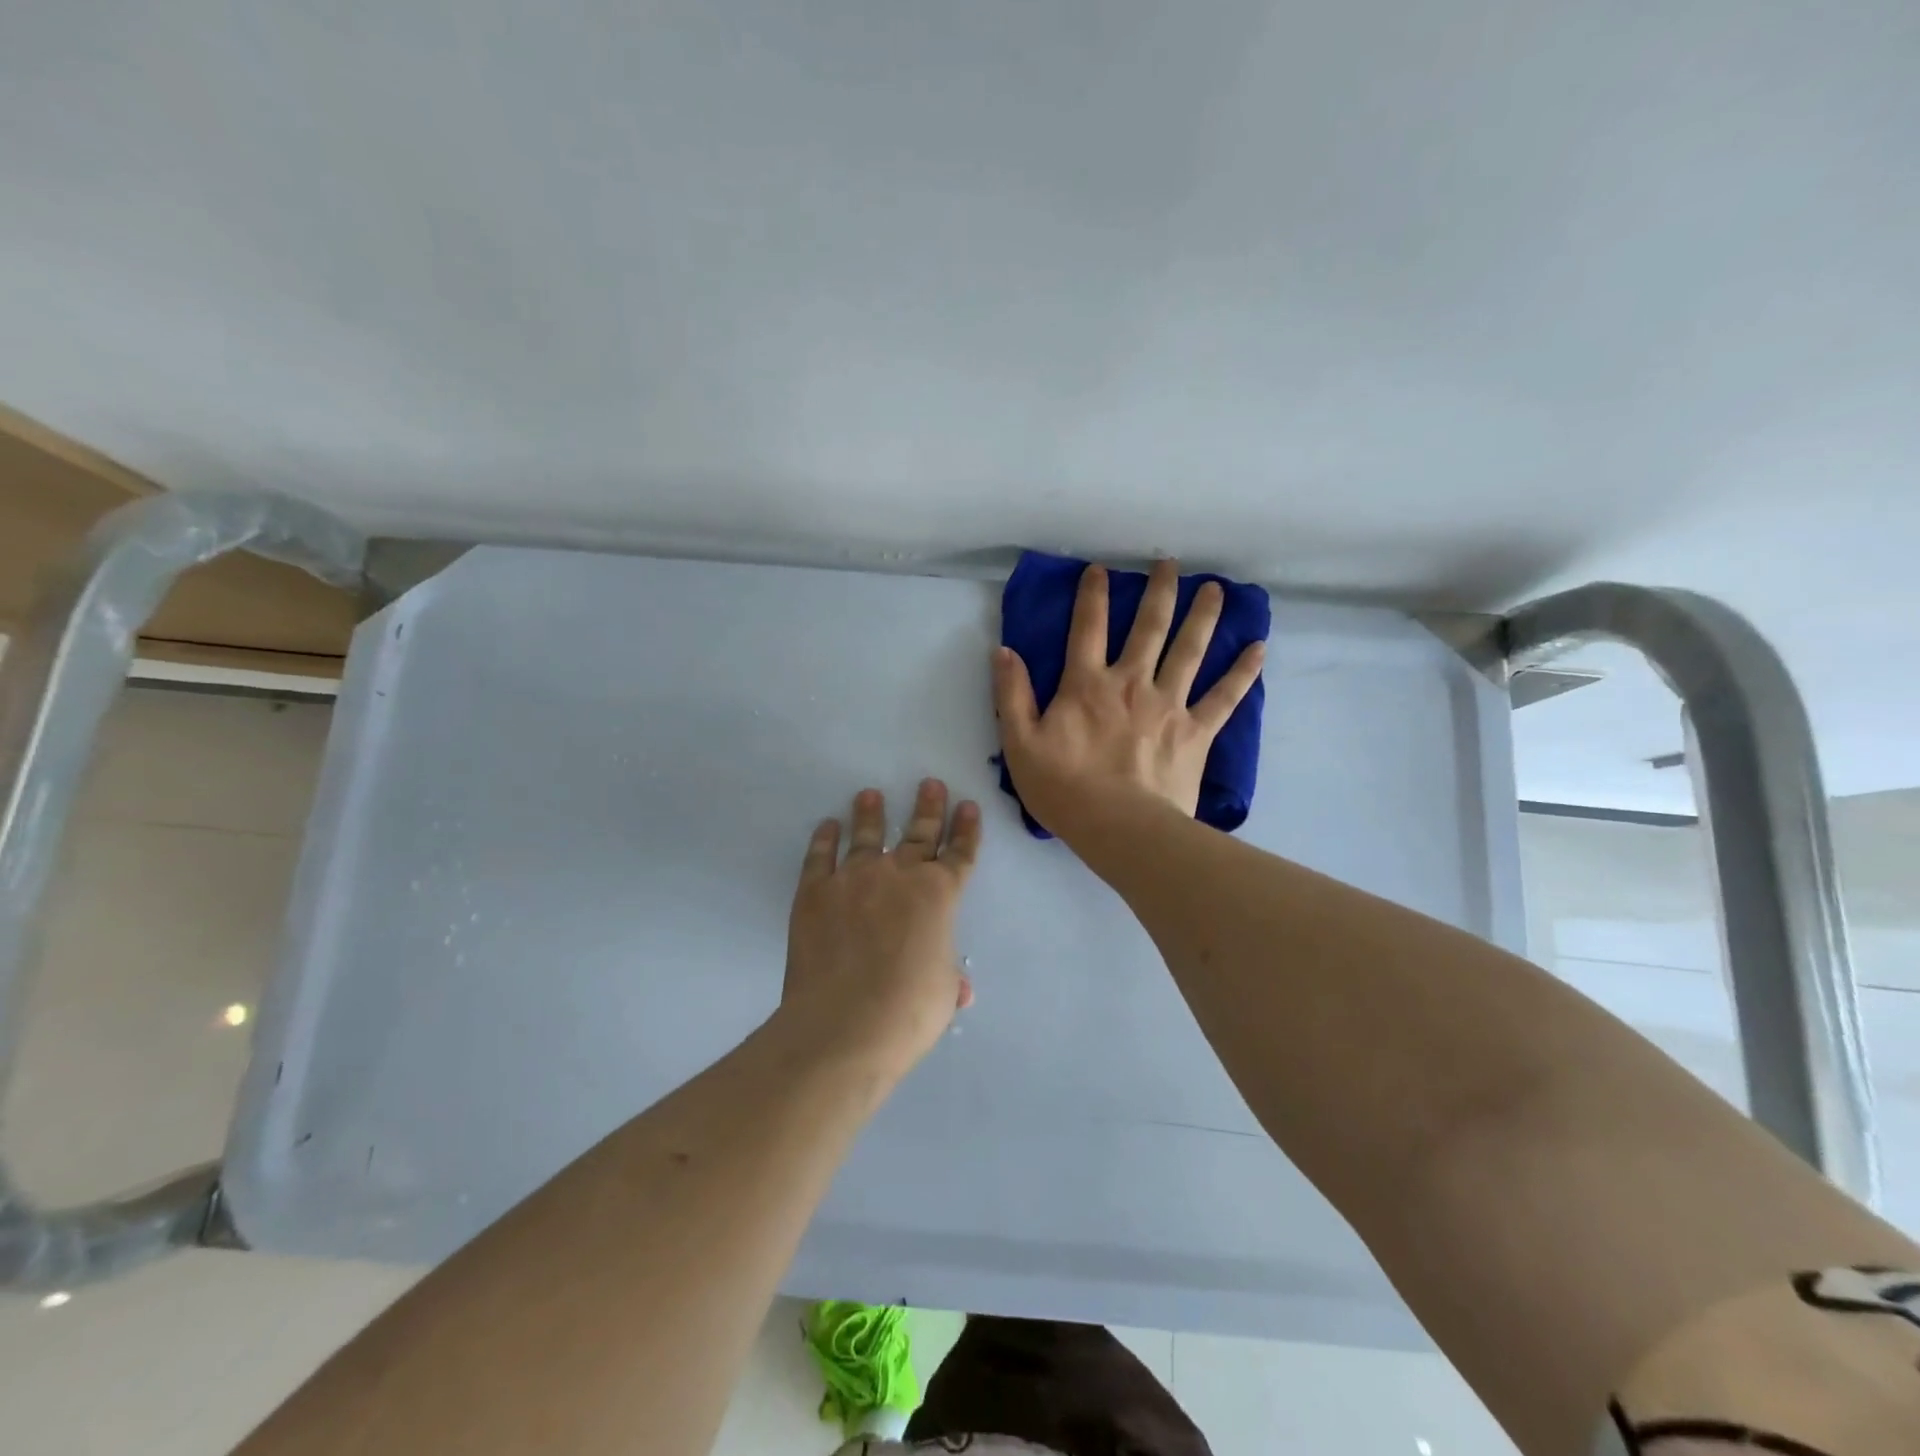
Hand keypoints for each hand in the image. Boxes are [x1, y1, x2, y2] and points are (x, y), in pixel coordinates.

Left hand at [778, 780, 981, 1073]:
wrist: (844, 1023)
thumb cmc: (908, 1011)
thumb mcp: (943, 995)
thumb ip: (950, 979)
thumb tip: (961, 989)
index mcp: (939, 895)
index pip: (960, 855)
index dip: (966, 830)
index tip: (968, 806)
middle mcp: (899, 875)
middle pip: (919, 833)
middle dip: (928, 808)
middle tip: (930, 783)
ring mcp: (854, 878)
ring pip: (867, 835)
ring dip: (871, 813)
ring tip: (870, 794)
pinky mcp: (815, 891)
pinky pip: (820, 856)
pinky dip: (824, 839)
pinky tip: (827, 825)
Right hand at [992, 559, 1264, 832]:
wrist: (1120, 828)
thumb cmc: (1064, 788)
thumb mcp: (1020, 743)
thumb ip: (1012, 694)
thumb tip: (1004, 650)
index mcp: (1087, 684)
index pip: (1087, 628)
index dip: (1092, 595)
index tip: (1099, 569)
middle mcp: (1132, 683)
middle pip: (1149, 627)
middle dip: (1159, 591)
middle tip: (1170, 563)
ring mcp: (1169, 704)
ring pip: (1190, 650)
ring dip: (1202, 616)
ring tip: (1214, 589)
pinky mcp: (1197, 731)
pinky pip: (1225, 696)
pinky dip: (1243, 672)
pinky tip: (1259, 649)